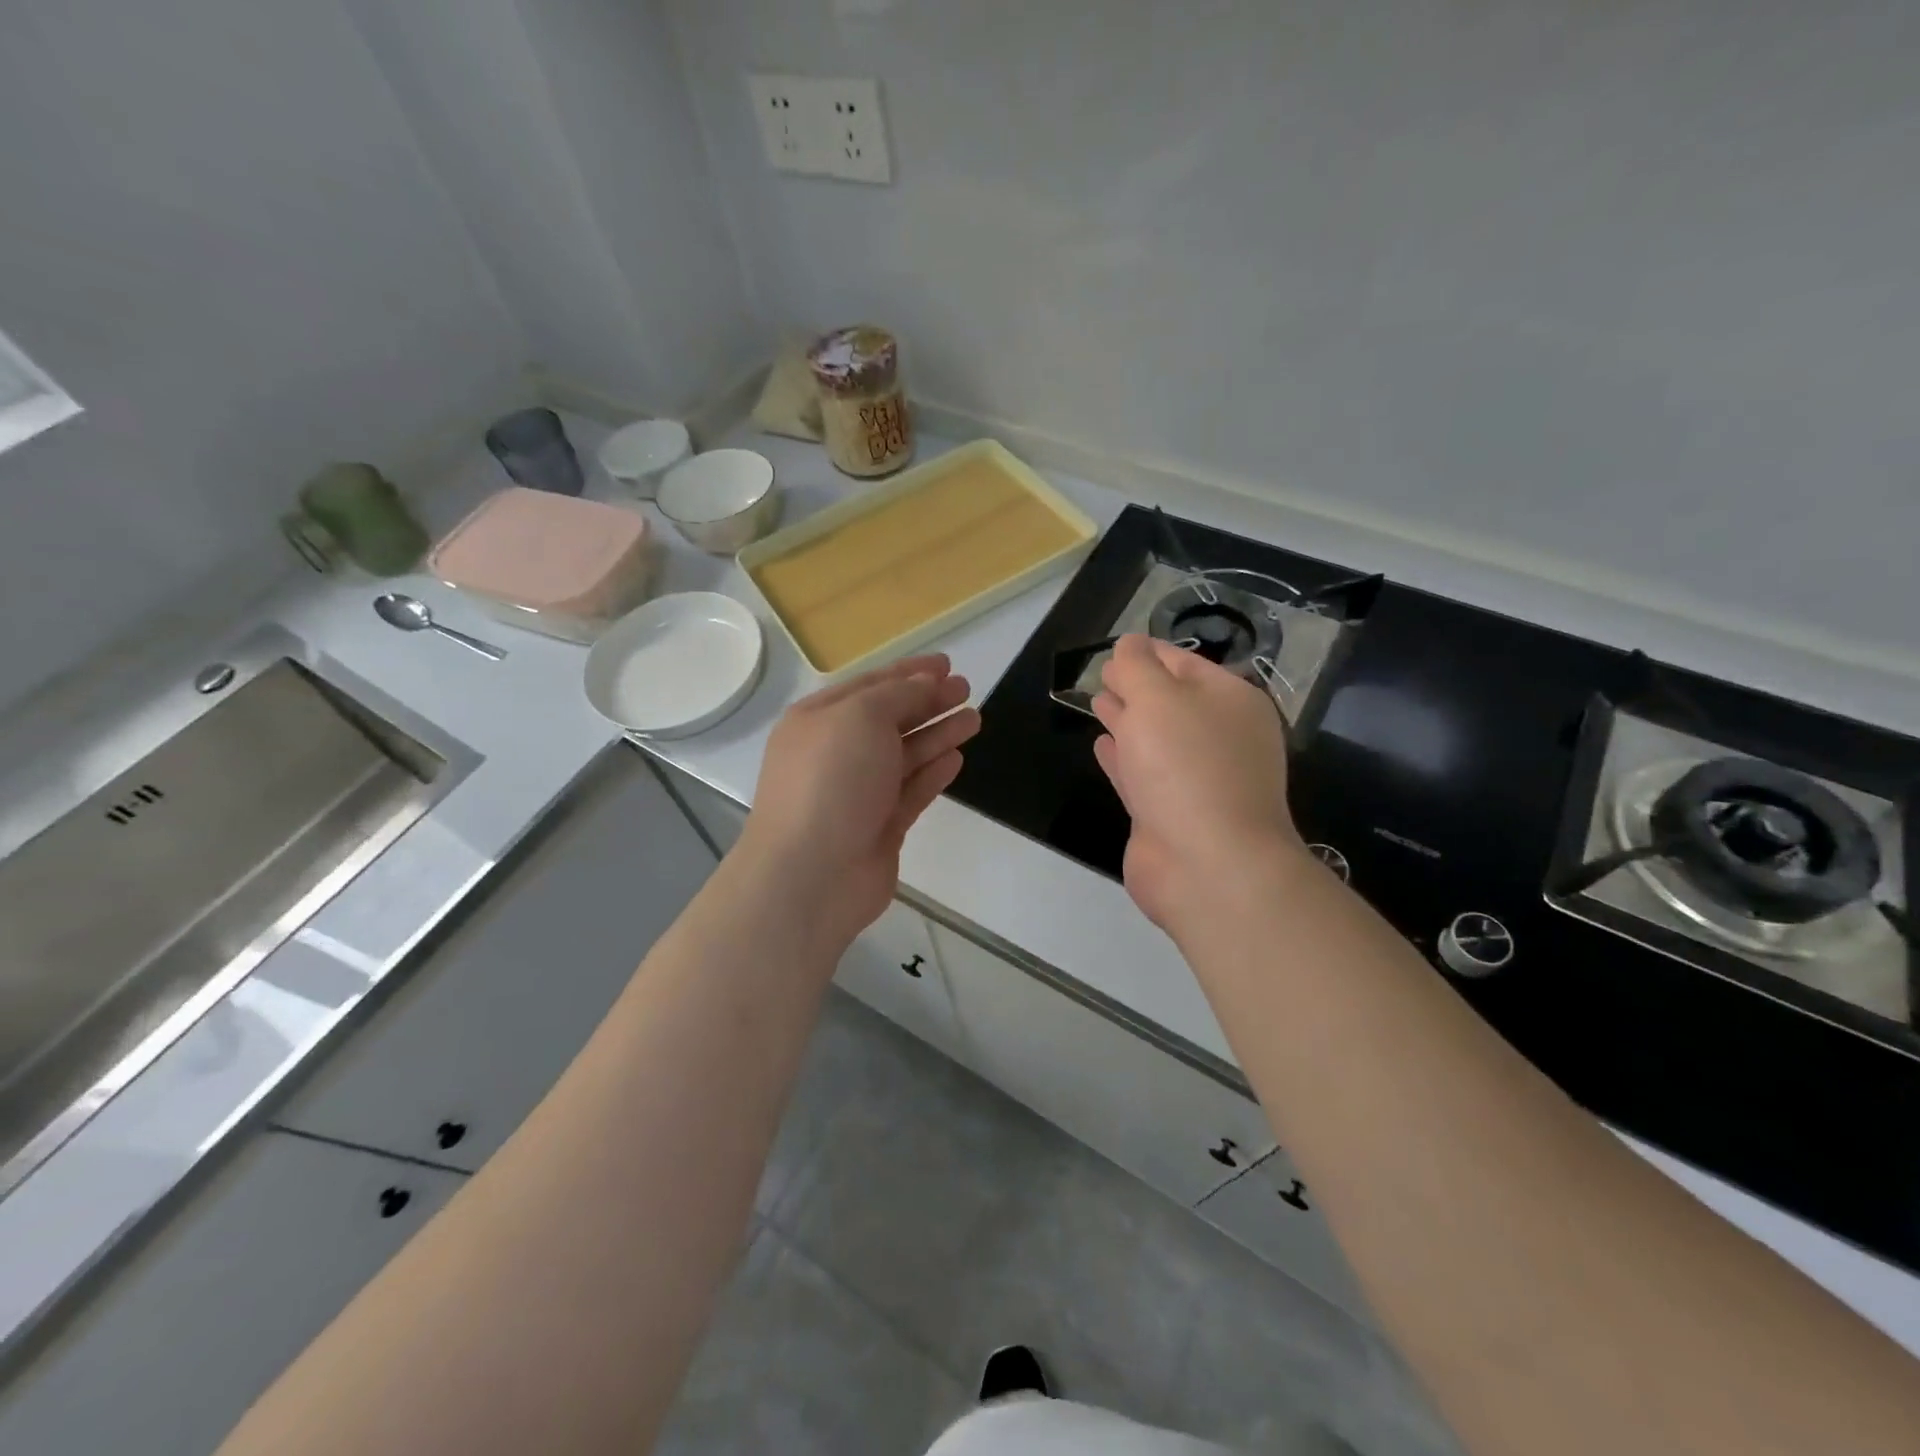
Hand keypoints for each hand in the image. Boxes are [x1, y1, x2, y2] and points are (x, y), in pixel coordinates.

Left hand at [740, 655, 980, 948]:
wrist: (812, 874)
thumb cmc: (831, 781)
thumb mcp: (861, 717)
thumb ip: (898, 695)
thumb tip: (924, 684)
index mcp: (819, 720)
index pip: (870, 686)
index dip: (908, 672)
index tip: (946, 664)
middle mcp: (836, 753)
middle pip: (889, 719)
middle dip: (928, 702)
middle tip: (965, 689)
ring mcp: (858, 792)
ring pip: (904, 755)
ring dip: (938, 734)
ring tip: (974, 718)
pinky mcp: (879, 827)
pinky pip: (910, 791)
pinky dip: (932, 773)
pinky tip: (956, 758)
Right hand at [1091, 635, 1304, 935]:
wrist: (1207, 864)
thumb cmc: (1186, 767)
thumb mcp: (1157, 699)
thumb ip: (1136, 667)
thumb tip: (1129, 644)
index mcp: (1230, 701)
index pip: (1184, 663)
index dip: (1148, 652)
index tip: (1116, 647)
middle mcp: (1219, 737)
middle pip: (1171, 701)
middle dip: (1136, 685)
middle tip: (1103, 673)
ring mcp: (1196, 779)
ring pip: (1155, 738)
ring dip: (1127, 719)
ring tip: (1098, 701)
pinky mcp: (1170, 813)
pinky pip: (1142, 773)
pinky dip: (1122, 757)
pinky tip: (1101, 745)